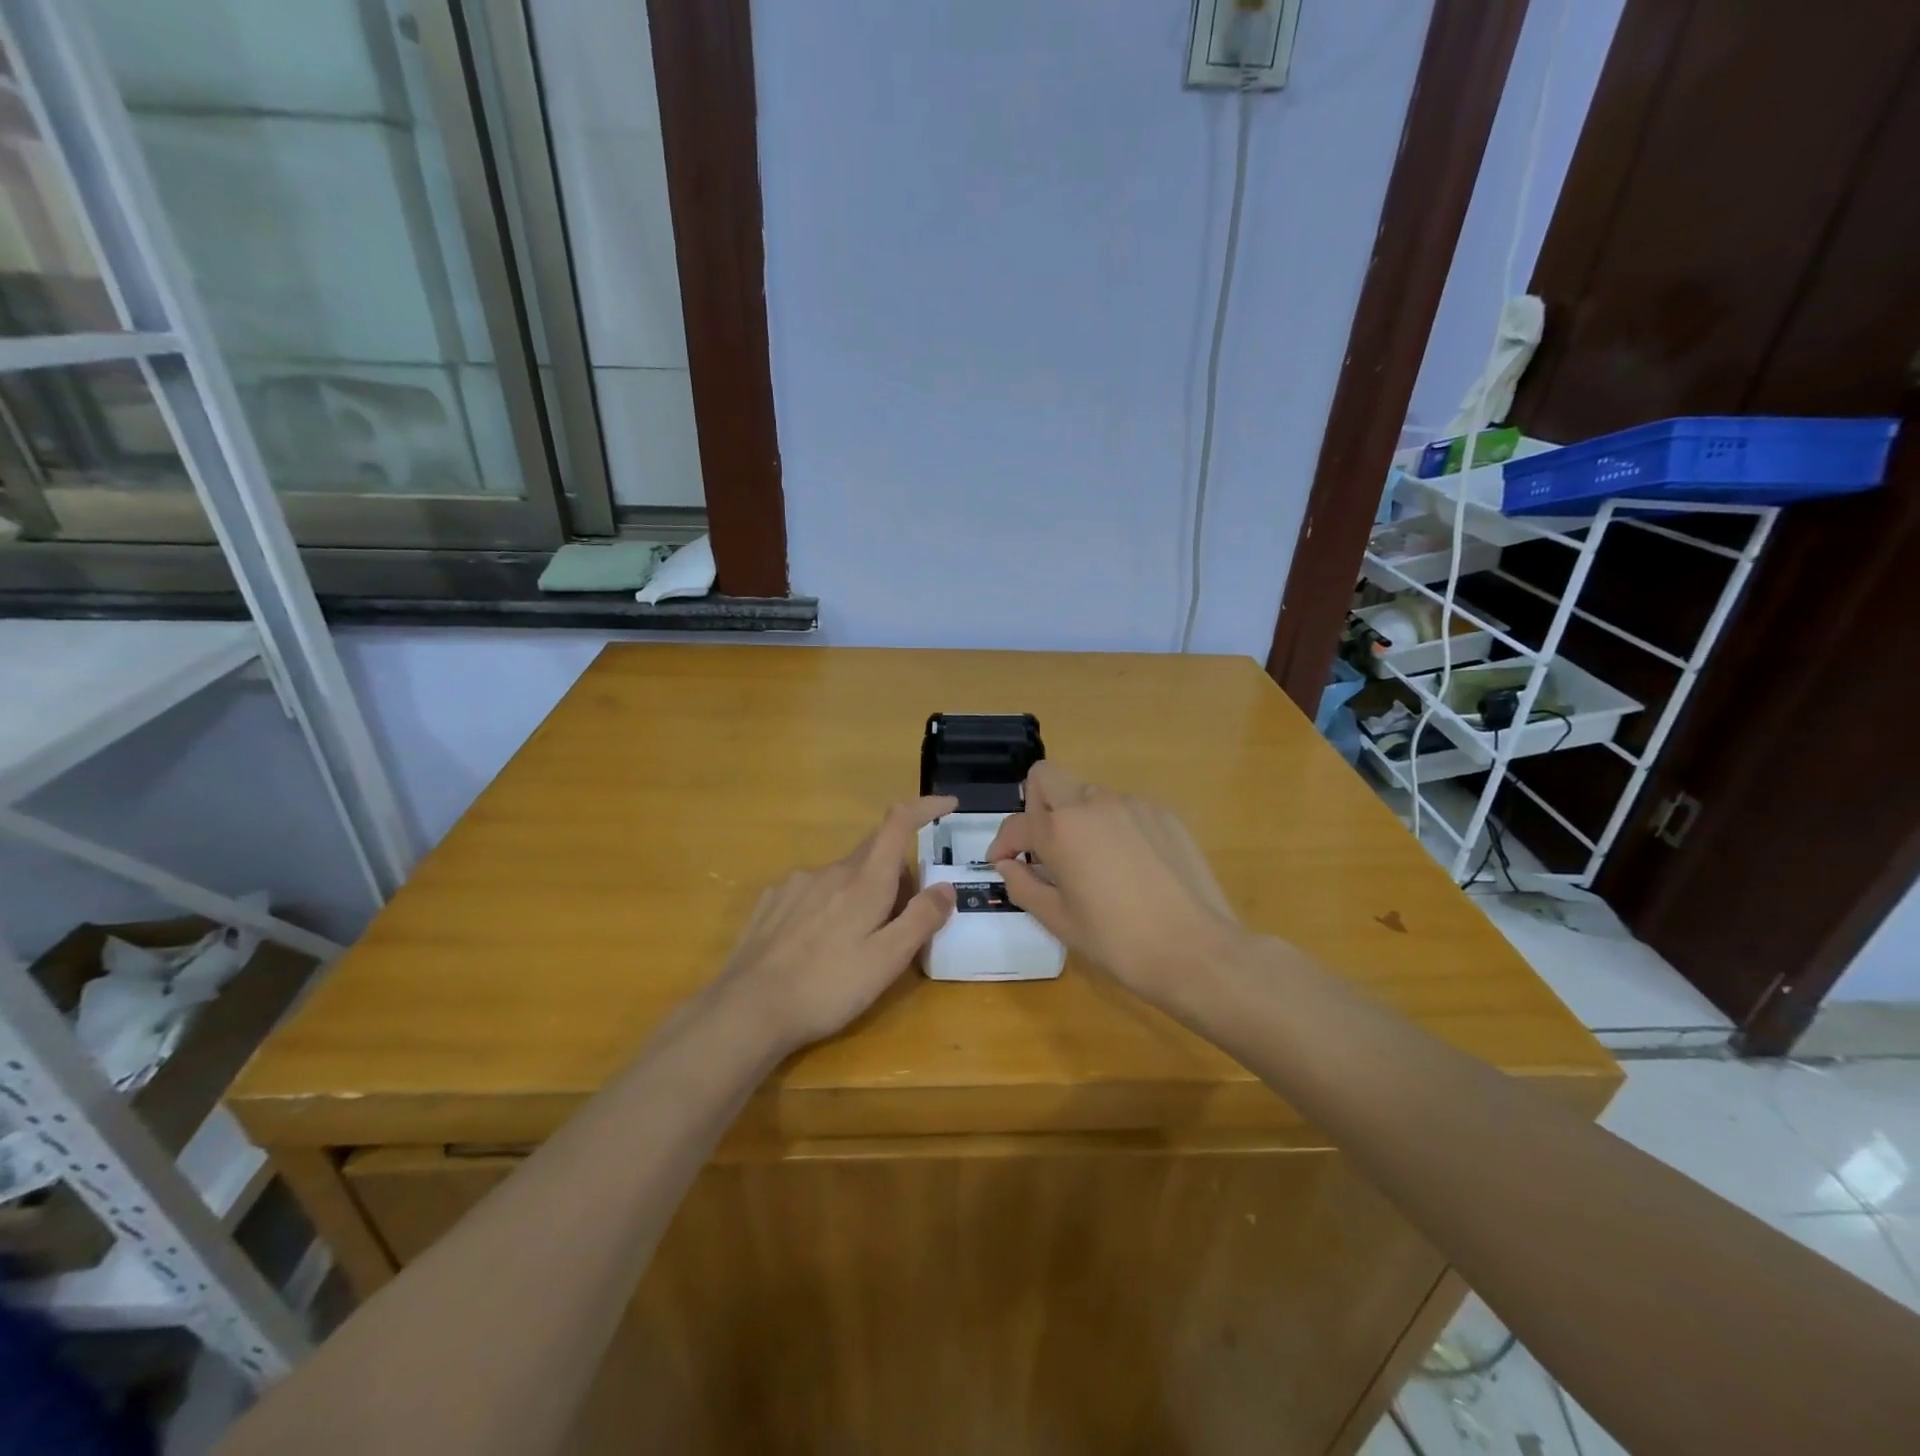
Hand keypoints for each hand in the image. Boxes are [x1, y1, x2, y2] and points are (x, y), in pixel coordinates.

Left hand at [714, 796, 956, 1052]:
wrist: (747, 1009)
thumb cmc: (826, 987)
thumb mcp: (887, 961)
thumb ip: (920, 920)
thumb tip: (946, 887)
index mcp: (864, 880)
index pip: (898, 823)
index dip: (924, 807)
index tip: (947, 804)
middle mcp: (830, 870)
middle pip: (874, 854)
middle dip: (896, 875)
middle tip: (903, 921)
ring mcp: (796, 883)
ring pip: (843, 875)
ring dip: (861, 893)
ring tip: (857, 944)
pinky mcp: (771, 901)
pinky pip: (814, 891)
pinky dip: (830, 905)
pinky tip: (818, 944)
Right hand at [986, 763, 1246, 1006]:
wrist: (1196, 951)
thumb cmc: (1118, 942)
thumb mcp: (1059, 921)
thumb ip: (1023, 885)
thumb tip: (1007, 864)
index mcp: (1061, 830)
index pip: (1017, 823)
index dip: (1002, 843)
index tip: (1003, 863)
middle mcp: (1094, 804)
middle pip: (1048, 778)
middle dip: (1035, 806)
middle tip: (1045, 848)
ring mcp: (1133, 804)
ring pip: (1088, 796)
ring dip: (1077, 819)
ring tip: (1092, 864)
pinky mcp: (1164, 814)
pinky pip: (1124, 810)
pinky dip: (1113, 828)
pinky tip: (1129, 867)